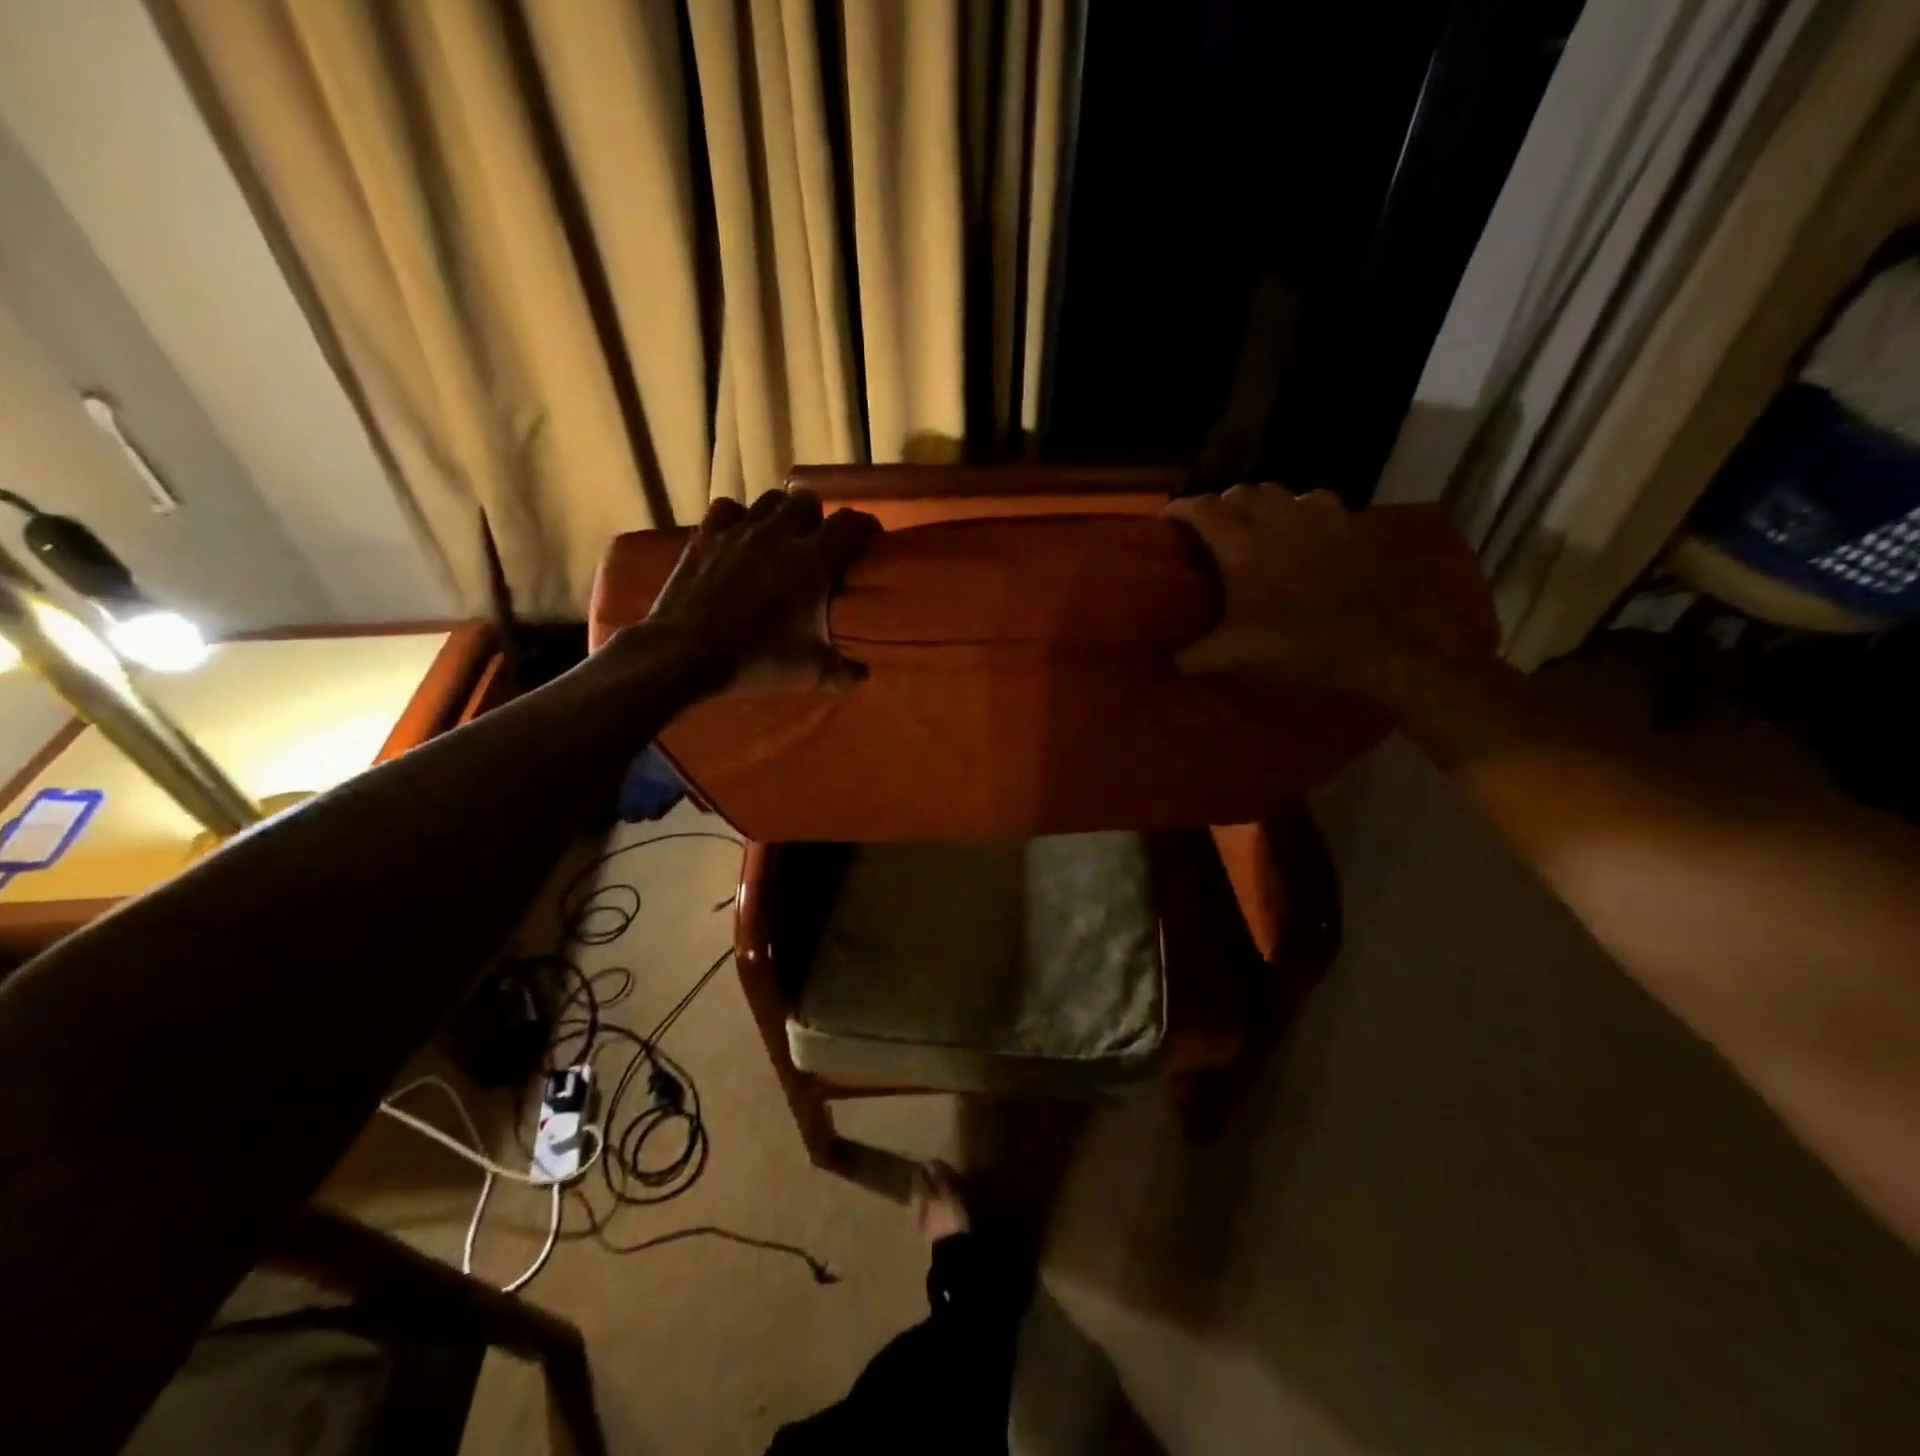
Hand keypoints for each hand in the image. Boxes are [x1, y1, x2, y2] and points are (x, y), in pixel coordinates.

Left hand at [641, 488, 880, 694]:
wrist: (685, 654)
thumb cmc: (756, 659)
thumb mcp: (810, 672)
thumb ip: (843, 672)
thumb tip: (863, 676)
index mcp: (812, 560)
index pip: (849, 524)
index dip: (865, 526)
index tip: (870, 540)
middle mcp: (778, 534)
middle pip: (806, 500)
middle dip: (817, 517)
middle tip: (818, 543)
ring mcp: (738, 531)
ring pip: (769, 500)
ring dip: (780, 514)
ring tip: (781, 537)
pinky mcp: (706, 536)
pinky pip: (728, 509)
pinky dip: (738, 518)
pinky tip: (739, 537)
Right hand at [1163, 484, 1422, 695]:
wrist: (1377, 649)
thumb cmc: (1299, 649)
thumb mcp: (1238, 658)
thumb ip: (1195, 657)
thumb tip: (1171, 662)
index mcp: (1243, 551)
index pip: (1203, 509)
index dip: (1180, 509)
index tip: (1167, 520)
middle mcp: (1277, 523)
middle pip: (1238, 493)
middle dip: (1217, 506)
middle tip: (1208, 530)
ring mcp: (1316, 520)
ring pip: (1275, 491)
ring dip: (1255, 503)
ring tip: (1249, 525)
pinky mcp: (1346, 525)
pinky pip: (1312, 499)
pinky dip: (1295, 507)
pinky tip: (1296, 527)